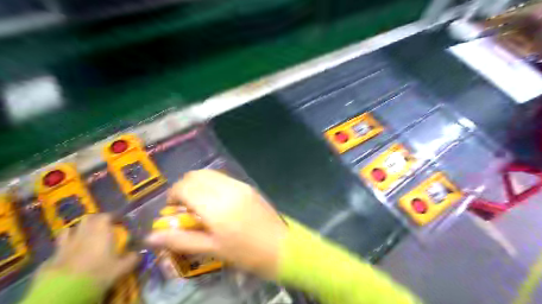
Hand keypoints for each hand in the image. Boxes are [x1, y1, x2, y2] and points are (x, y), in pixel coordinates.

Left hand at [41, 214, 138, 288]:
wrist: (66, 291)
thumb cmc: (99, 272)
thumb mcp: (122, 267)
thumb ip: (132, 258)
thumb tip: (139, 253)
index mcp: (101, 231)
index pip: (106, 216)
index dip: (113, 218)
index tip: (119, 222)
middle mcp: (83, 233)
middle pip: (88, 219)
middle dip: (95, 220)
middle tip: (103, 227)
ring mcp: (65, 244)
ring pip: (69, 230)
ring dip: (77, 231)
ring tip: (83, 237)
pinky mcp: (51, 257)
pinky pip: (59, 247)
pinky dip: (64, 247)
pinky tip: (68, 254)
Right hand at [143, 170, 287, 279]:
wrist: (280, 247)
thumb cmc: (245, 253)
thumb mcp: (212, 249)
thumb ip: (181, 240)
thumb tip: (151, 237)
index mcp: (216, 207)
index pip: (185, 187)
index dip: (173, 195)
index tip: (172, 208)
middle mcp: (227, 190)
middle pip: (196, 176)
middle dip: (184, 187)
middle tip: (183, 206)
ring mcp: (240, 185)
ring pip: (210, 174)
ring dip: (198, 183)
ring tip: (198, 202)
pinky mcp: (248, 186)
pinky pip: (224, 178)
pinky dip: (212, 184)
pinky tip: (215, 200)